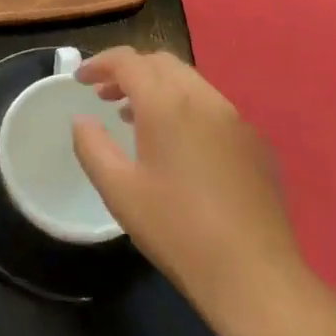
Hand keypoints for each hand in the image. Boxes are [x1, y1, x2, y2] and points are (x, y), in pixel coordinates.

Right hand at [70, 47, 307, 326]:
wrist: (254, 274)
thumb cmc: (176, 229)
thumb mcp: (117, 189)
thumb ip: (92, 146)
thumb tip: (83, 120)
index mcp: (167, 105)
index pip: (129, 61)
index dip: (99, 63)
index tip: (80, 80)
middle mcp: (205, 100)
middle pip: (162, 63)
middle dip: (129, 71)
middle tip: (104, 94)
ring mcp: (236, 120)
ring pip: (190, 82)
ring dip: (157, 88)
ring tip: (133, 117)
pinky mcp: (256, 144)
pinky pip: (213, 107)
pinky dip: (185, 107)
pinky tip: (177, 145)